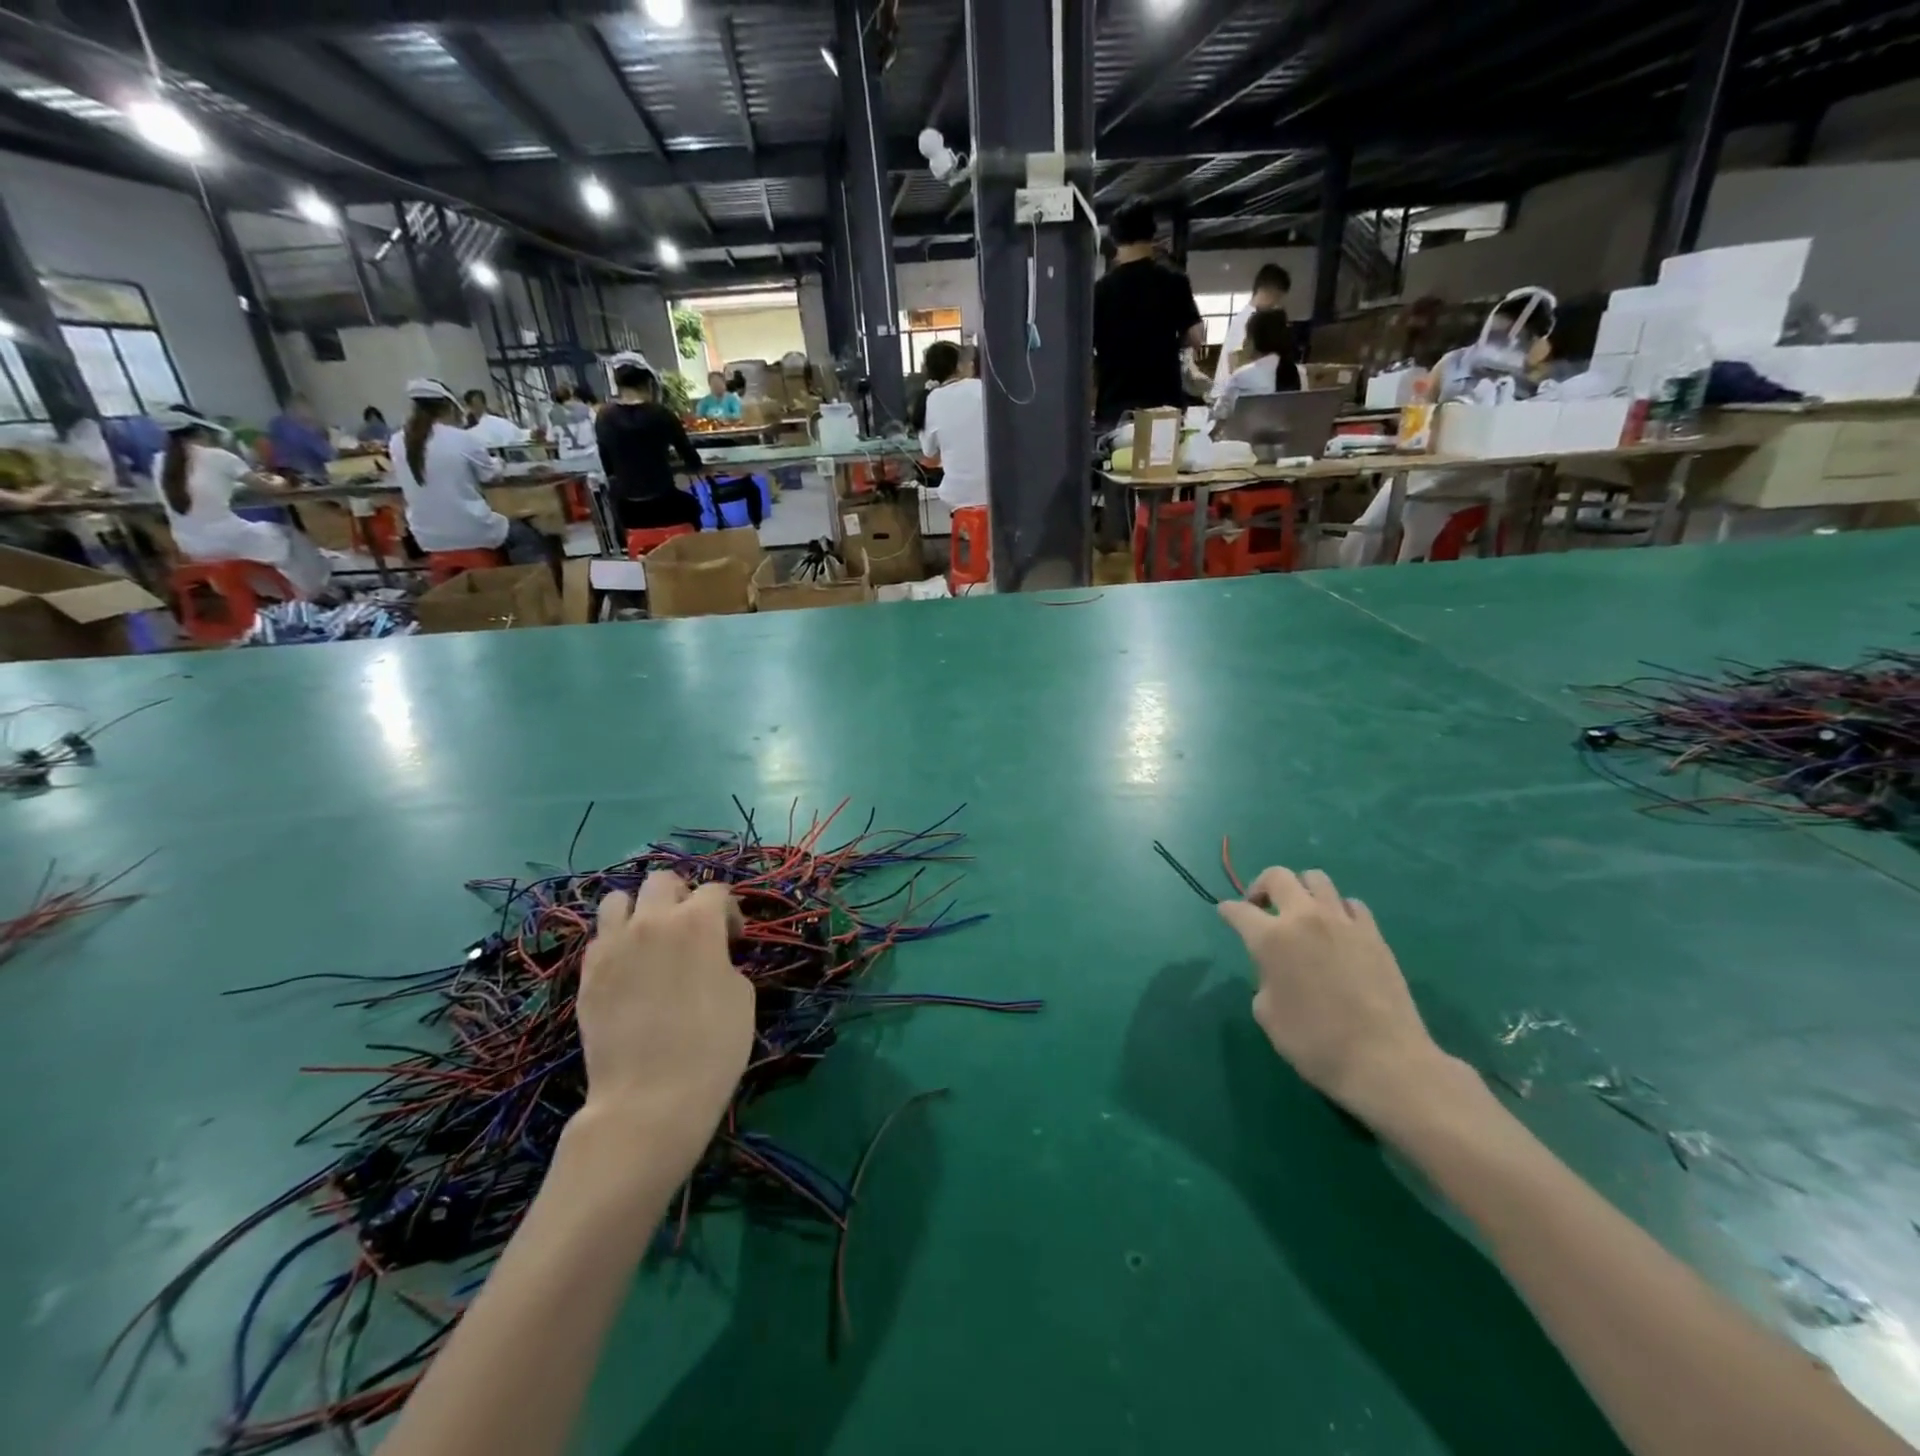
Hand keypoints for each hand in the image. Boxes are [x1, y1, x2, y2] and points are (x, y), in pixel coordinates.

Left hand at [576, 873, 752, 1168]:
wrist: (650, 1099)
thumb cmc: (712, 1047)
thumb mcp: (742, 996)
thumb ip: (724, 961)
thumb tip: (709, 957)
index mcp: (697, 922)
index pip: (715, 891)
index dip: (729, 911)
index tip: (734, 939)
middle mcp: (652, 921)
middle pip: (662, 881)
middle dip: (682, 896)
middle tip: (692, 928)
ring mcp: (613, 946)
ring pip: (618, 899)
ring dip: (639, 911)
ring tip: (651, 939)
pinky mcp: (588, 974)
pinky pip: (599, 939)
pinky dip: (616, 943)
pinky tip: (629, 970)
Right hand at [1217, 868, 1453, 1126]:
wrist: (1384, 1060)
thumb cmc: (1314, 1042)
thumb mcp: (1267, 1015)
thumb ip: (1263, 979)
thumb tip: (1275, 970)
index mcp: (1271, 938)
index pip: (1238, 911)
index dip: (1228, 911)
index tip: (1226, 914)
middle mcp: (1305, 918)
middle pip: (1277, 876)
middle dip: (1261, 886)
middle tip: (1260, 907)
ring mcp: (1342, 922)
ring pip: (1316, 879)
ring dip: (1301, 890)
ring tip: (1300, 913)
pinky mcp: (1373, 934)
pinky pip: (1350, 904)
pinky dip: (1337, 910)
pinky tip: (1337, 931)